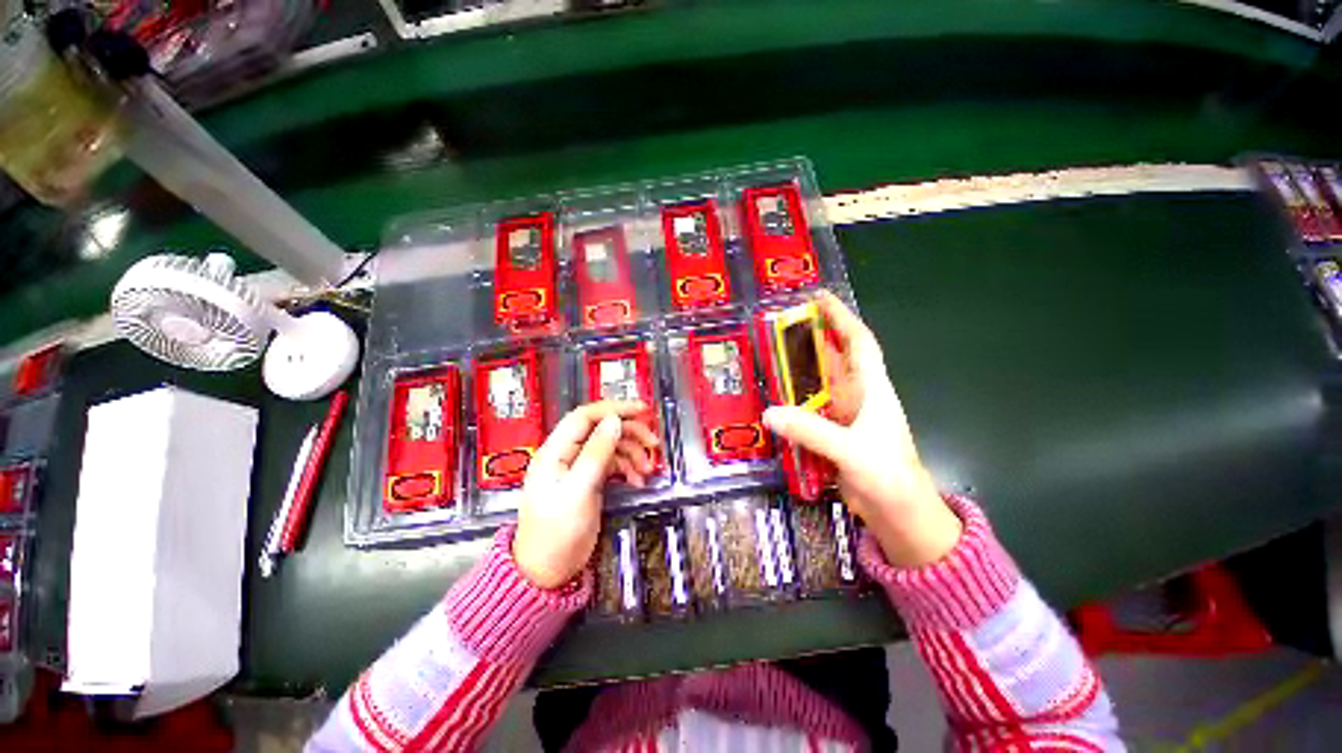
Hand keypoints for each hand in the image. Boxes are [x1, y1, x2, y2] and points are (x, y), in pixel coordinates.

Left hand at [513, 401, 659, 588]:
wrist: (548, 570)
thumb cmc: (556, 532)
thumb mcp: (579, 490)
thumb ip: (597, 453)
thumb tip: (614, 421)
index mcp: (556, 451)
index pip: (586, 416)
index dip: (613, 409)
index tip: (641, 410)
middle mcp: (568, 454)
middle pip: (602, 429)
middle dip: (629, 433)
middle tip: (652, 443)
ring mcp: (579, 467)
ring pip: (611, 446)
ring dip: (632, 453)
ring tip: (647, 470)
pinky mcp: (590, 480)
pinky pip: (613, 464)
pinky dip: (628, 468)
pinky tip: (638, 480)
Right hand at [762, 291, 961, 567]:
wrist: (899, 514)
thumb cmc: (888, 476)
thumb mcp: (851, 450)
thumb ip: (811, 431)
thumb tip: (769, 413)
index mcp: (872, 389)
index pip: (858, 342)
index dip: (841, 317)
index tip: (820, 297)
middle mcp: (858, 396)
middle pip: (834, 358)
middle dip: (812, 338)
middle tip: (780, 326)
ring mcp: (844, 416)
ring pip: (819, 384)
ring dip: (799, 370)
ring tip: (770, 357)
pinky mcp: (833, 434)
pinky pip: (809, 410)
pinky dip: (793, 402)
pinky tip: (774, 400)